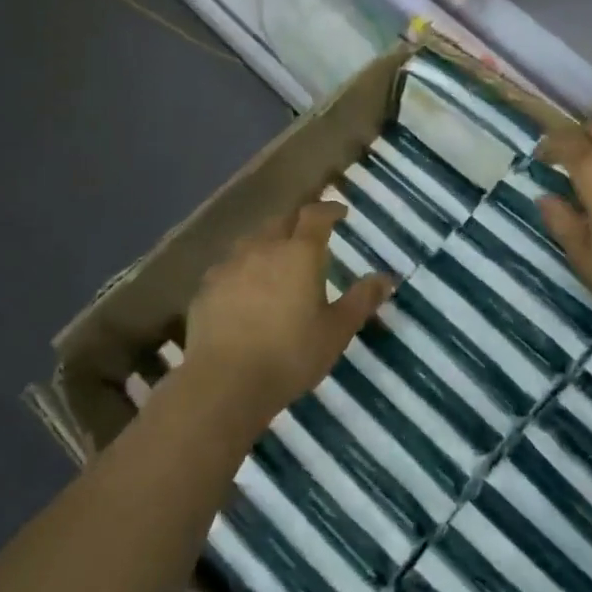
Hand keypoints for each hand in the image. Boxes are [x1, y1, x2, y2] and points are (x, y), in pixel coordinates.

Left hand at [181, 200, 391, 431]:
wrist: (224, 381)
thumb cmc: (290, 354)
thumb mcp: (336, 331)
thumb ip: (361, 300)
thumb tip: (385, 277)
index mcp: (299, 253)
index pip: (315, 216)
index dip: (329, 210)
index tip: (340, 213)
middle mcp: (263, 248)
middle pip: (280, 221)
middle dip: (297, 223)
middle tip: (309, 235)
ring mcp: (229, 266)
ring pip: (251, 241)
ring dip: (267, 243)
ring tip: (277, 259)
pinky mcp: (206, 288)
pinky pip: (229, 267)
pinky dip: (242, 269)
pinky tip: (244, 289)